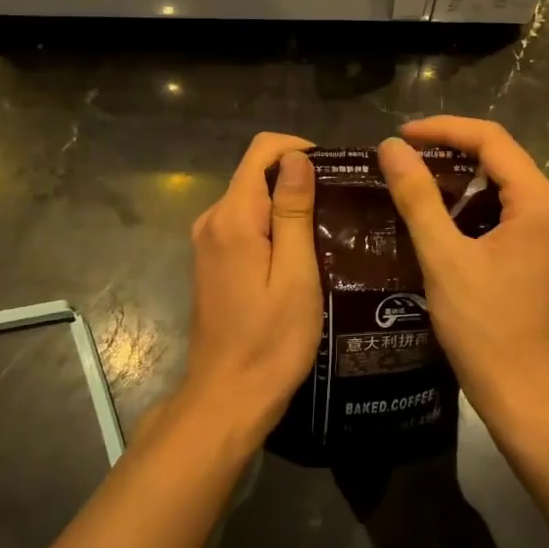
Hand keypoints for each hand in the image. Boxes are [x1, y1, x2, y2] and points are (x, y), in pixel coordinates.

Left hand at [182, 132, 321, 444]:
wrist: (227, 399)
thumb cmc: (271, 341)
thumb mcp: (295, 275)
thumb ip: (293, 211)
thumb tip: (296, 158)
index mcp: (232, 217)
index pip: (261, 150)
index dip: (298, 148)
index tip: (334, 171)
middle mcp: (212, 220)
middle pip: (255, 172)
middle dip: (297, 177)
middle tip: (340, 205)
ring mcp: (208, 242)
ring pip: (252, 198)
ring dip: (287, 203)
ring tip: (329, 228)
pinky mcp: (212, 261)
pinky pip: (245, 223)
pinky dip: (273, 225)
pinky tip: (302, 251)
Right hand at [376, 117, 548, 429]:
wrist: (524, 393)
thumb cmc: (485, 327)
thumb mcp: (444, 257)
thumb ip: (418, 197)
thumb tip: (392, 147)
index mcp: (536, 200)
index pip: (490, 138)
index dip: (443, 128)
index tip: (400, 136)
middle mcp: (547, 206)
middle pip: (497, 154)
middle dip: (448, 148)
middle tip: (400, 156)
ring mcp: (544, 230)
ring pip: (497, 182)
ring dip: (456, 175)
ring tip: (410, 178)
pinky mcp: (534, 250)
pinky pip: (499, 208)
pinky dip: (466, 202)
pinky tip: (433, 213)